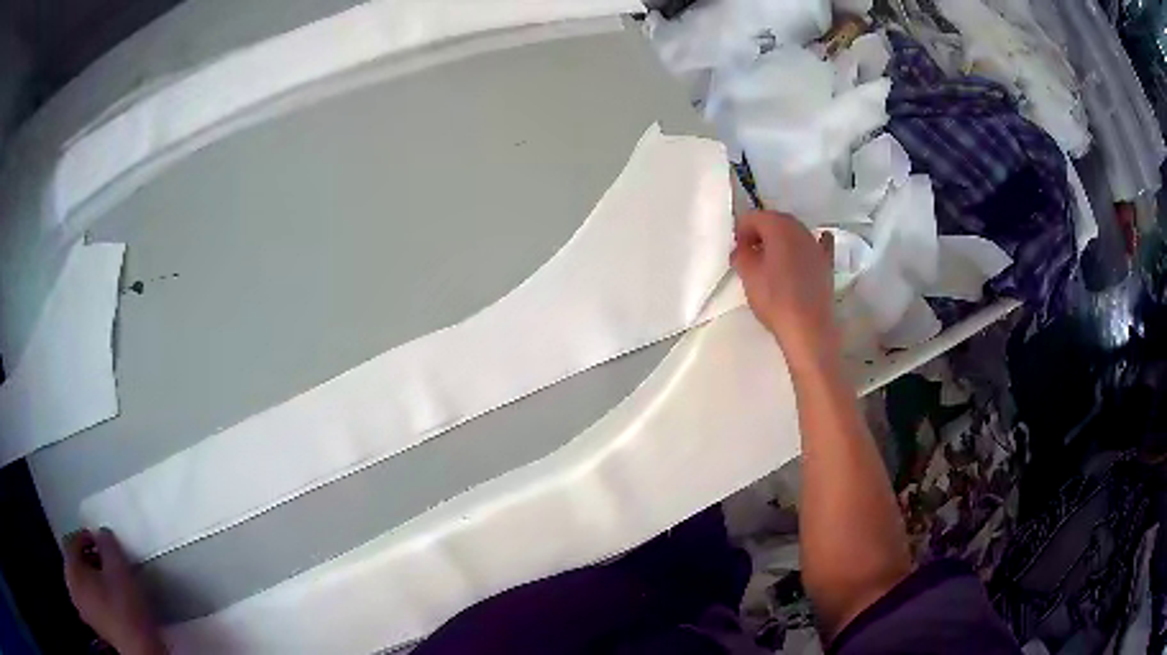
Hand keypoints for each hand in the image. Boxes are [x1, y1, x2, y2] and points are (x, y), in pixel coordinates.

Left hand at [64, 528, 165, 654]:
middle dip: (87, 559)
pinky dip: (93, 594)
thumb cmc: (126, 607)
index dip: (85, 537)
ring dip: (90, 577)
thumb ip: (107, 543)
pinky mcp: (92, 623)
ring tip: (107, 581)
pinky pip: (86, 599)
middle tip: (105, 561)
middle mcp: (70, 585)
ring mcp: (80, 607)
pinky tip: (107, 601)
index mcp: (71, 568)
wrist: (140, 651)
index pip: (71, 541)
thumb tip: (101, 534)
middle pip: (74, 562)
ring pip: (80, 582)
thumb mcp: (120, 568)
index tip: (102, 542)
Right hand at [730, 211, 839, 367]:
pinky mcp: (826, 264)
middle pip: (775, 221)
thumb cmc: (775, 299)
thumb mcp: (748, 275)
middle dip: (760, 232)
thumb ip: (741, 254)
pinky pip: (815, 245)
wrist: (808, 329)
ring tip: (770, 261)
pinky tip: (804, 250)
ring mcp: (816, 245)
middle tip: (749, 254)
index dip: (741, 230)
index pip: (754, 216)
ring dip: (780, 241)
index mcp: (779, 226)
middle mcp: (800, 229)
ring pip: (794, 233)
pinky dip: (806, 246)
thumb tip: (743, 247)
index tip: (736, 249)